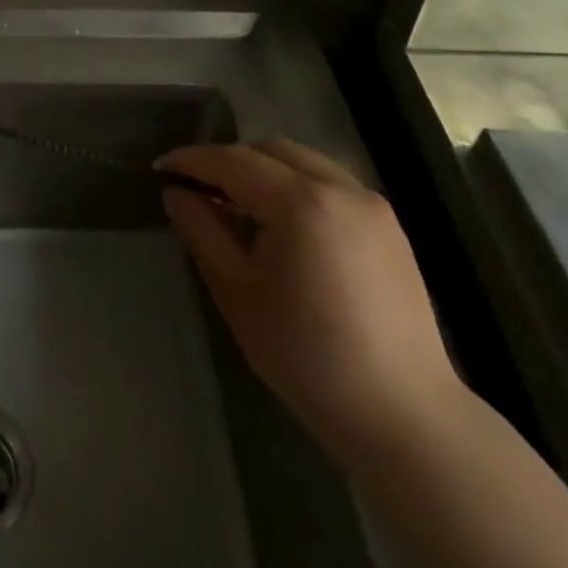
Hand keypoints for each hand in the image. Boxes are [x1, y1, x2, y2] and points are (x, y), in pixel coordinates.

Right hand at [159, 139, 463, 465]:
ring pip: (303, 162)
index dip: (193, 160)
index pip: (234, 161)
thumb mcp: (238, 294)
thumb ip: (202, 232)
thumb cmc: (309, 358)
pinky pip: (330, 183)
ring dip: (264, 169)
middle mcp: (341, 189)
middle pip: (270, 150)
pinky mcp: (390, 227)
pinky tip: (282, 223)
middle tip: (197, 186)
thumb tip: (176, 193)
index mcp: (302, 203)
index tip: (161, 167)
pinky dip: (296, 186)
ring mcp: (372, 205)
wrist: (406, 418)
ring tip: (237, 203)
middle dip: (230, 160)